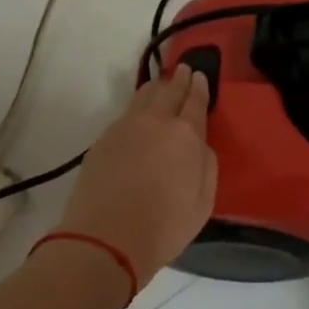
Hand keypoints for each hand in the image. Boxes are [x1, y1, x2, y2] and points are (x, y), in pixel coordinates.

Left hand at [58, 66, 217, 286]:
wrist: (106, 238)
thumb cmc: (164, 226)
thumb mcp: (203, 202)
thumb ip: (206, 166)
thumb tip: (200, 146)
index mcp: (186, 135)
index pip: (195, 101)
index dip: (199, 87)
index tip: (200, 75)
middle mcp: (155, 122)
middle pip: (169, 91)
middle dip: (179, 79)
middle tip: (183, 70)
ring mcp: (125, 128)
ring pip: (143, 97)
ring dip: (155, 87)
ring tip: (160, 84)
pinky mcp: (103, 140)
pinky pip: (125, 114)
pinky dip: (136, 107)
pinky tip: (137, 114)